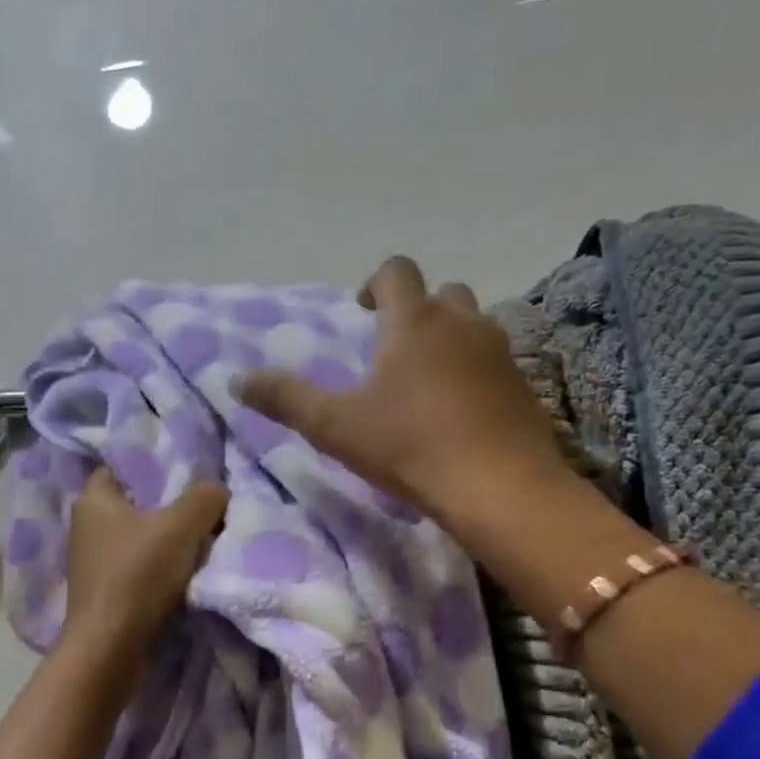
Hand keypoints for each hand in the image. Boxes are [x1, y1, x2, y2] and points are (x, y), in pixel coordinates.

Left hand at [62, 468, 228, 658]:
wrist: (111, 648)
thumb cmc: (138, 575)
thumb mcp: (181, 526)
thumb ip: (205, 498)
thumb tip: (219, 492)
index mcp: (93, 500)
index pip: (121, 467)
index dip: (153, 466)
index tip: (187, 473)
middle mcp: (86, 527)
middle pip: (137, 504)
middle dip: (169, 506)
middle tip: (205, 506)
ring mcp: (95, 562)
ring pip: (141, 538)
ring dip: (169, 540)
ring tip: (205, 539)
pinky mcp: (106, 592)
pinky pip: (140, 567)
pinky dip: (162, 568)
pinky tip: (188, 572)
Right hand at [234, 257, 570, 524]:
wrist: (499, 487)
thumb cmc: (410, 447)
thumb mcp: (335, 426)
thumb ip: (285, 398)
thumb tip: (236, 379)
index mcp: (413, 322)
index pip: (396, 271)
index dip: (375, 282)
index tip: (362, 310)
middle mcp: (462, 323)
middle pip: (441, 293)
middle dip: (416, 310)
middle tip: (393, 348)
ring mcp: (500, 352)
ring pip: (472, 325)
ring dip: (448, 339)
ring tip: (425, 381)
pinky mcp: (523, 386)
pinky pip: (494, 362)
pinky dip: (474, 371)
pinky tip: (460, 410)